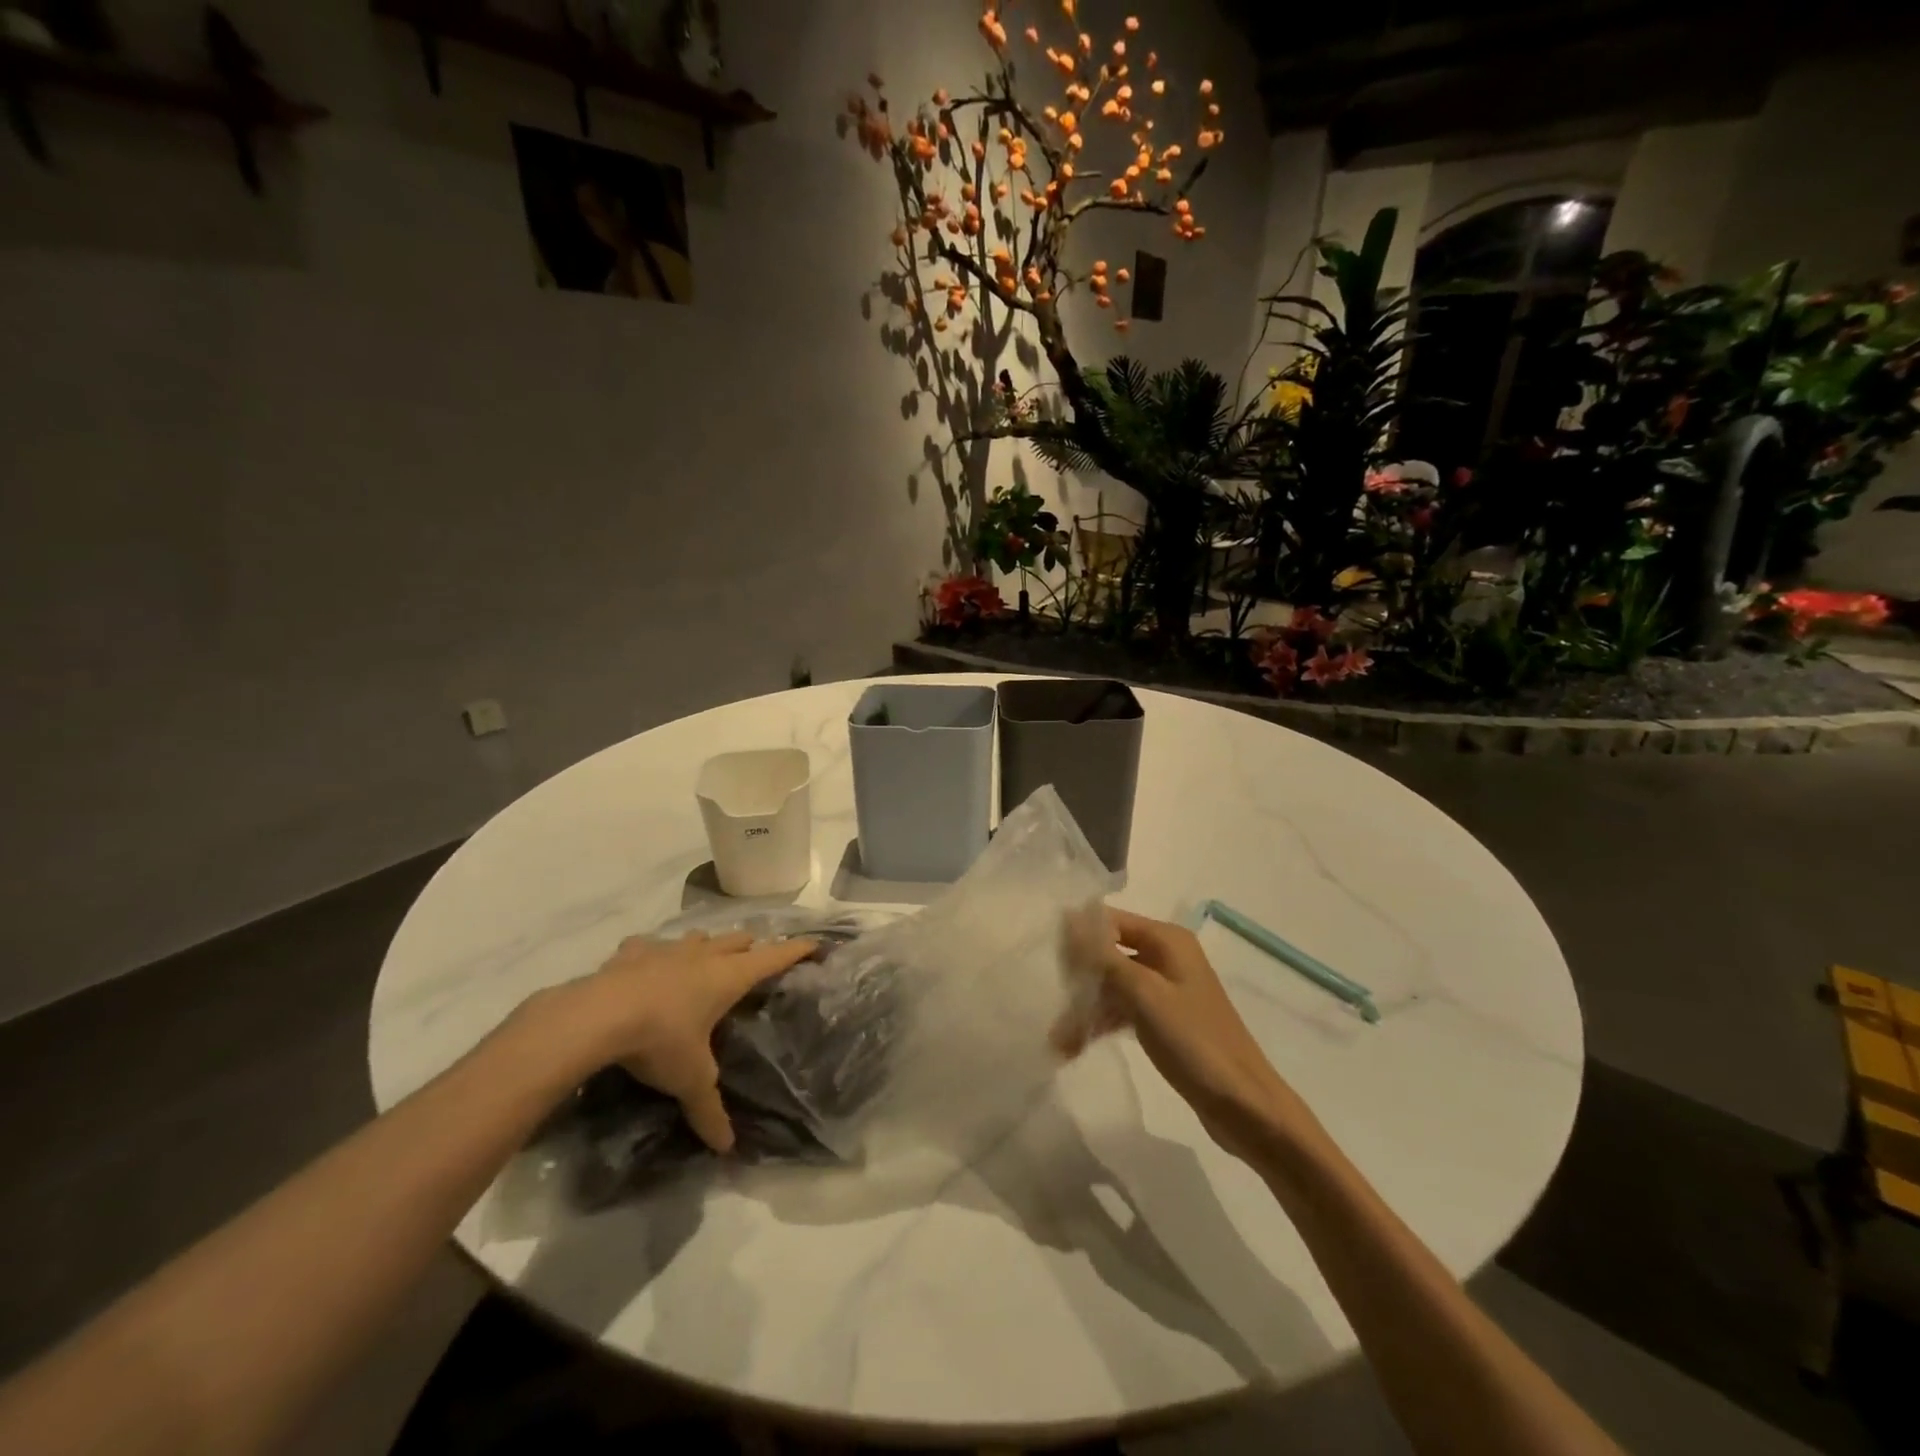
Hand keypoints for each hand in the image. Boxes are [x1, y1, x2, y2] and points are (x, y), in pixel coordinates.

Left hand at [548, 930, 816, 1152]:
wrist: (597, 1016)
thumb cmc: (660, 1040)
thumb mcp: (690, 1079)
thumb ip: (709, 1110)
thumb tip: (727, 1148)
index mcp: (728, 977)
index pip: (773, 957)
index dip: (796, 950)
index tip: (814, 943)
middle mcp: (704, 956)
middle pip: (739, 939)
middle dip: (752, 947)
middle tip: (756, 959)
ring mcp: (667, 949)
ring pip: (700, 937)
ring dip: (708, 946)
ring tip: (707, 959)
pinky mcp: (632, 953)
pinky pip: (650, 945)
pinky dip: (655, 952)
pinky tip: (648, 962)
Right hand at [1059, 907, 1314, 1159]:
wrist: (1244, 1107)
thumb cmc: (1194, 1042)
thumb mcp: (1144, 994)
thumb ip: (1103, 956)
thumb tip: (1067, 918)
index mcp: (1167, 939)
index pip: (1109, 920)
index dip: (1076, 935)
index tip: (1042, 957)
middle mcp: (1166, 956)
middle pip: (1108, 952)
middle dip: (1078, 977)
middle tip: (1048, 1002)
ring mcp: (1166, 989)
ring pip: (1112, 985)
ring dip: (1085, 1007)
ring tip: (1057, 1039)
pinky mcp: (1164, 1020)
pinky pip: (1123, 1010)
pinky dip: (1101, 1023)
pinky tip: (1074, 1046)